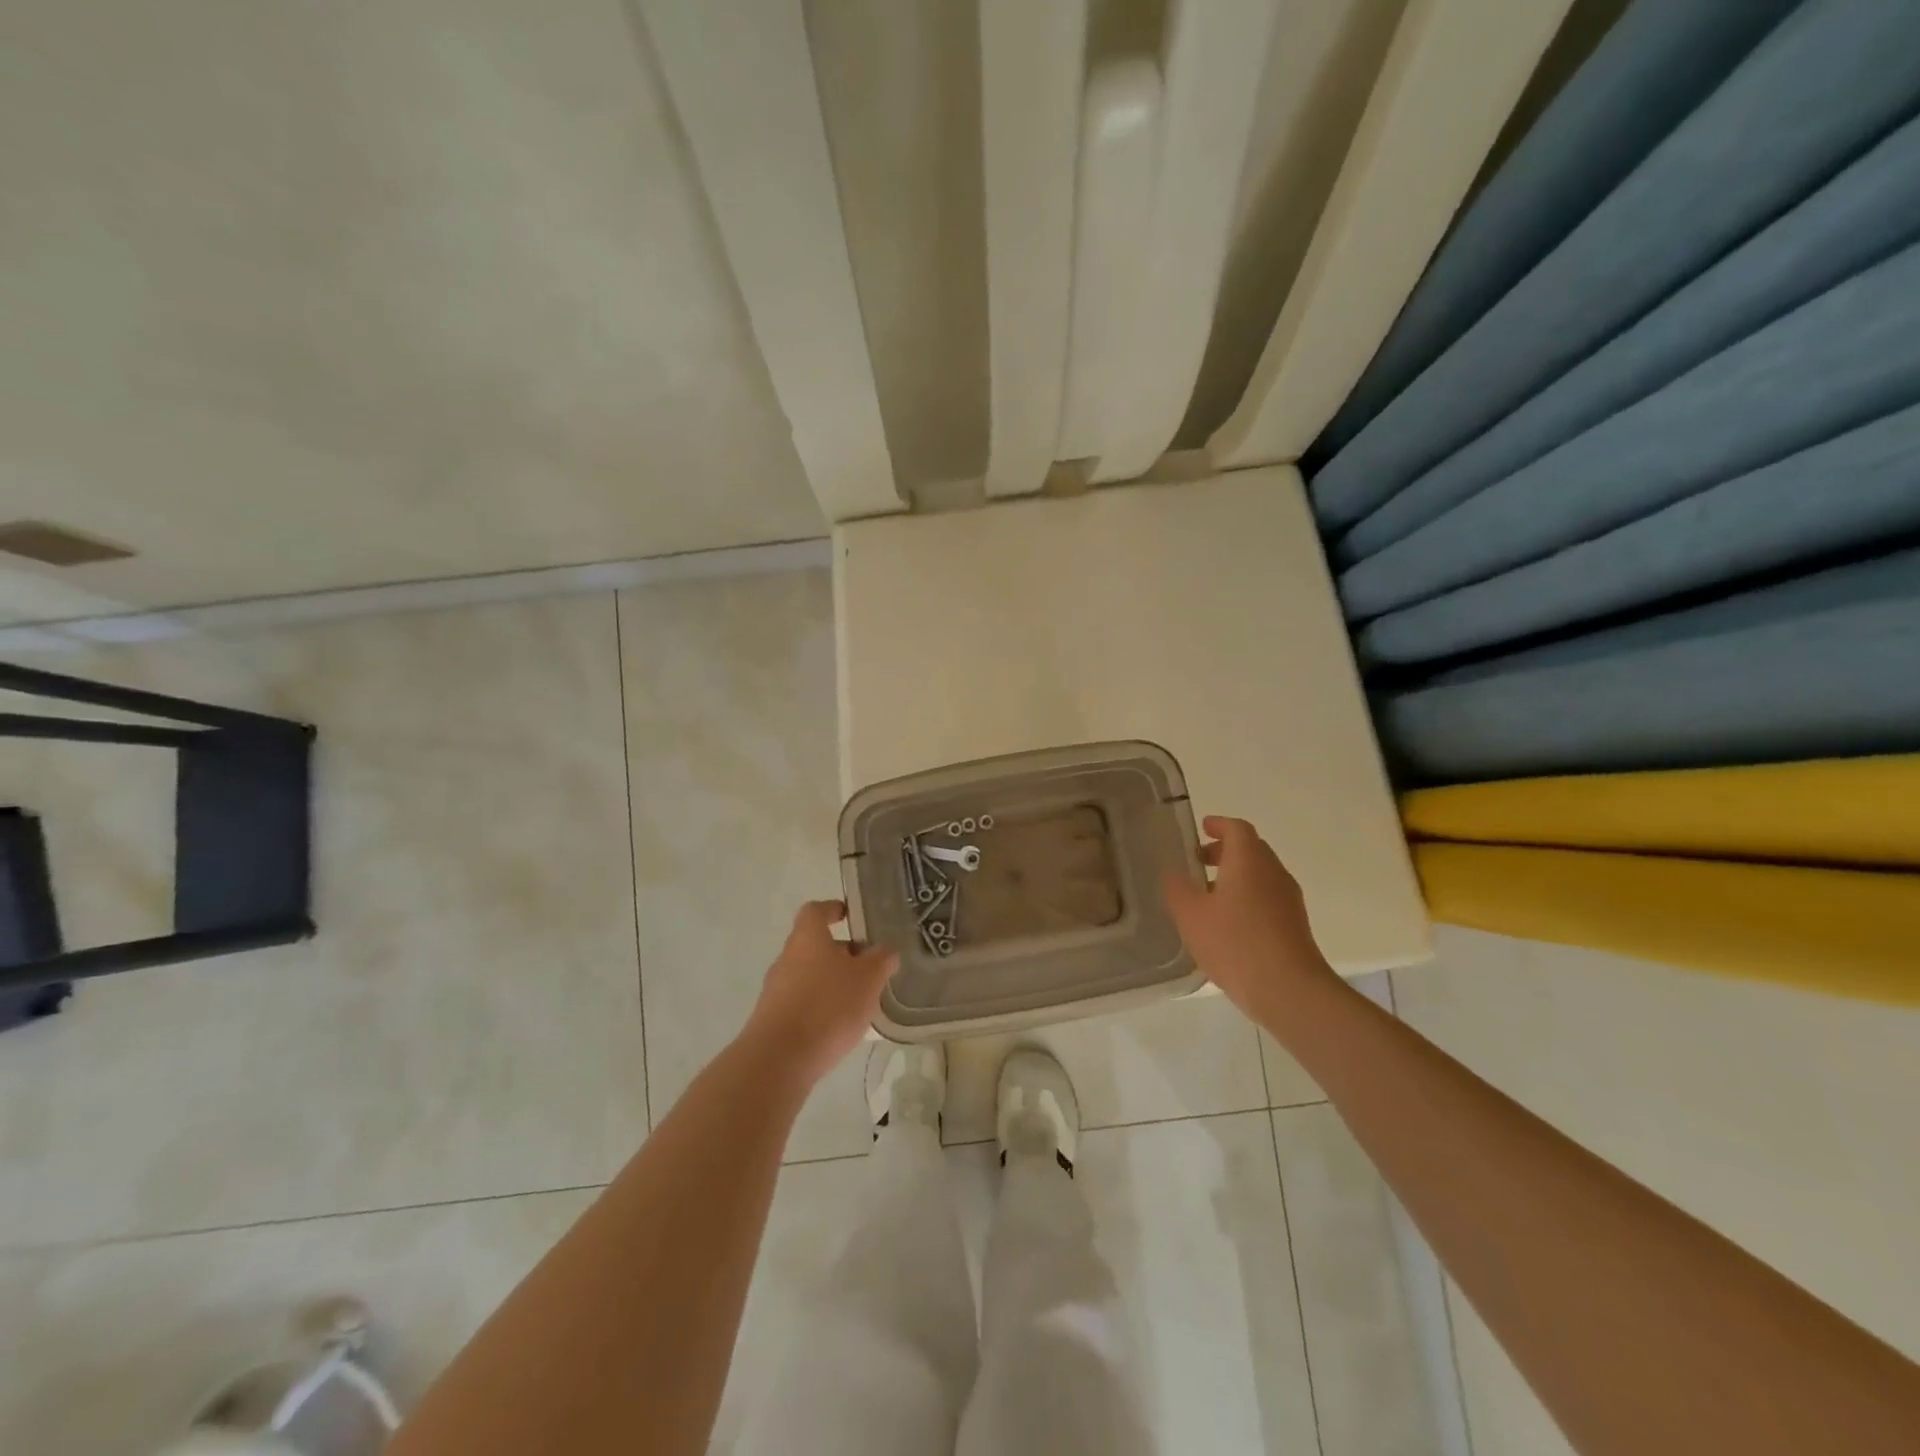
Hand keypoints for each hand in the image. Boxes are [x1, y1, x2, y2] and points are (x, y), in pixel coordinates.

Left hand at [741, 900, 896, 1087]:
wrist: (779, 1060)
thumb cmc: (827, 1006)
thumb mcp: (868, 979)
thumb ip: (881, 960)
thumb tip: (886, 950)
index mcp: (807, 938)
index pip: (816, 910)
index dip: (833, 909)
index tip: (850, 915)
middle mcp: (787, 957)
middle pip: (814, 945)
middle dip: (842, 953)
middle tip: (868, 967)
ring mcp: (776, 989)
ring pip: (809, 975)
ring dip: (832, 982)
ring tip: (860, 1001)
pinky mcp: (773, 1019)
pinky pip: (802, 1002)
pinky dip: (821, 1007)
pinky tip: (839, 1027)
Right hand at [1163, 816, 1338, 1020]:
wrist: (1289, 990)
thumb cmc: (1235, 943)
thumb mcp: (1191, 915)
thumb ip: (1177, 889)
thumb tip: (1173, 872)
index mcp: (1249, 861)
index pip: (1237, 829)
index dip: (1219, 825)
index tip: (1202, 828)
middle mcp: (1273, 873)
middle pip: (1251, 850)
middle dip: (1224, 851)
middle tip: (1198, 861)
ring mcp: (1288, 900)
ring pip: (1260, 875)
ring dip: (1235, 876)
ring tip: (1207, 895)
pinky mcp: (1294, 925)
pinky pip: (1267, 898)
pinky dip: (1247, 897)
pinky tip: (1227, 923)